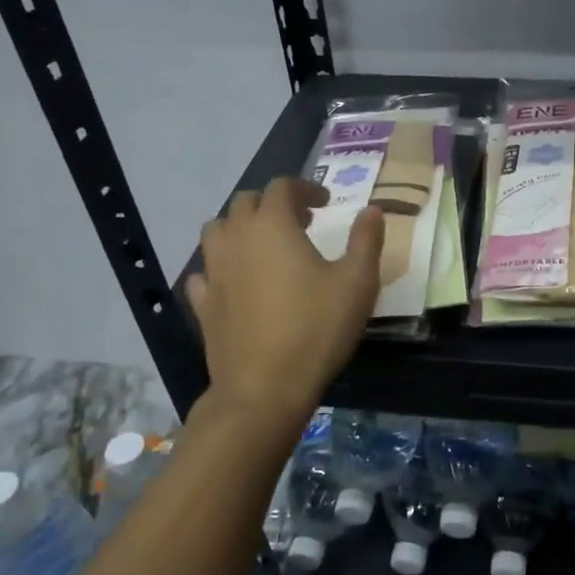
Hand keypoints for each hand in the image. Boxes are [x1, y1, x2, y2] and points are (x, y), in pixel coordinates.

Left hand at [185, 177, 382, 430]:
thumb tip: (372, 210)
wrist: (265, 388)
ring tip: (264, 246)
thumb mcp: (358, 282)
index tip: (325, 202)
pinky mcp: (202, 303)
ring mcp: (213, 271)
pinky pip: (204, 271)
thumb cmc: (317, 328)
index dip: (305, 187)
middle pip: (245, 202)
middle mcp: (236, 238)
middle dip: (272, 204)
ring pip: (217, 231)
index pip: (282, 187)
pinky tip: (235, 282)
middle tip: (300, 223)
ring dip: (240, 228)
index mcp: (273, 225)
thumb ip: (366, 240)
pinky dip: (220, 267)